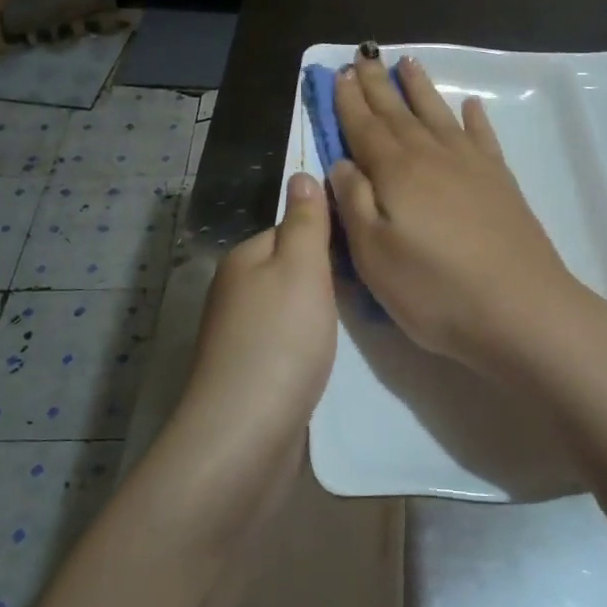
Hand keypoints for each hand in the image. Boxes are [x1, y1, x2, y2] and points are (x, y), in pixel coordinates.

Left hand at [179, 171, 337, 459]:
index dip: (327, 233)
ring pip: (290, 305)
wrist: (247, 433)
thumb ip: (305, 222)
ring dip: (319, 310)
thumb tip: (300, 174)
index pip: (290, 228)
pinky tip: (327, 355)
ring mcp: (240, 334)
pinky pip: (286, 340)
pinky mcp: (251, 371)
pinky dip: (308, 342)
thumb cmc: (280, 340)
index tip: (365, 244)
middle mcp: (236, 291)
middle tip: (371, 282)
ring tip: (359, 317)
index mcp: (244, 258)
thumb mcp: (301, 269)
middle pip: (290, 267)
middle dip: (326, 274)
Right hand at [327, 52, 593, 375]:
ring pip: (438, 114)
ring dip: (421, 88)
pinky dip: (474, 118)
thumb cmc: (435, 290)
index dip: (349, 102)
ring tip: (408, 62)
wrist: (520, 308)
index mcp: (396, 173)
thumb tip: (342, 163)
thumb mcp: (374, 256)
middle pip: (398, 113)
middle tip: (364, 57)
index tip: (340, 74)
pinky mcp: (501, 181)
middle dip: (378, 86)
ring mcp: (471, 165)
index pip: (364, 128)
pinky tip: (470, 106)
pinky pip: (483, 137)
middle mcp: (432, 157)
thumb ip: (353, 204)